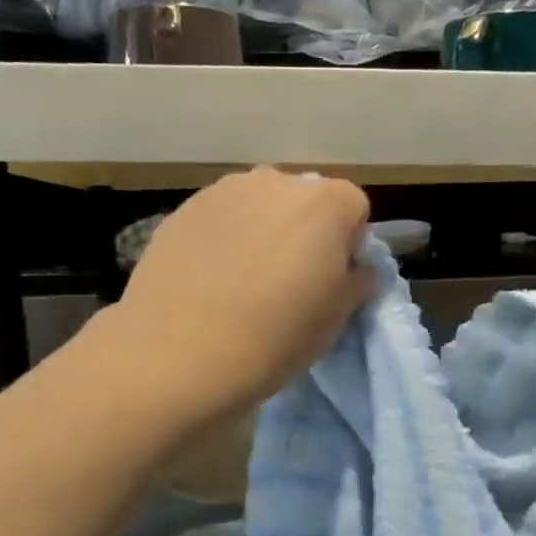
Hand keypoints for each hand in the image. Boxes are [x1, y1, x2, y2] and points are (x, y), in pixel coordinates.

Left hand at [109, 169, 372, 421]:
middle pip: (305, 200)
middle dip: (306, 231)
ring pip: (260, 205)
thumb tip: (354, 267)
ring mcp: (224, 191)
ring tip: (245, 280)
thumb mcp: (336, 318)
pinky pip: (221, 218)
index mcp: (325, 204)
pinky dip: (225, 238)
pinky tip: (210, 279)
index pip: (354, 208)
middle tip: (290, 281)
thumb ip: (357, 280)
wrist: (178, 354)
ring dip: (263, 231)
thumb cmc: (274, 337)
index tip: (332, 280)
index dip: (348, 244)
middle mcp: (276, 182)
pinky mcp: (183, 209)